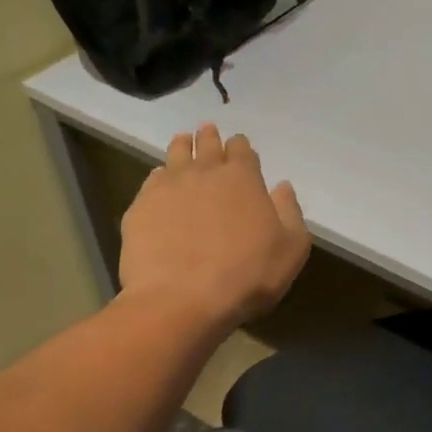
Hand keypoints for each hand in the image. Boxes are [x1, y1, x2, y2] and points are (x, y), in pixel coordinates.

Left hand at [119, 124, 310, 330]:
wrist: (182, 299)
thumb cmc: (247, 275)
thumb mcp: (291, 248)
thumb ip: (289, 212)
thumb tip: (282, 187)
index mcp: (242, 177)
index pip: (241, 149)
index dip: (241, 146)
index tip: (239, 146)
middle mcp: (204, 172)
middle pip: (207, 144)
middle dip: (210, 138)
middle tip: (207, 131)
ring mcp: (168, 187)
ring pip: (175, 154)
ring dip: (182, 146)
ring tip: (183, 142)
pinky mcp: (140, 207)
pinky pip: (151, 181)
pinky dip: (158, 176)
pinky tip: (159, 181)